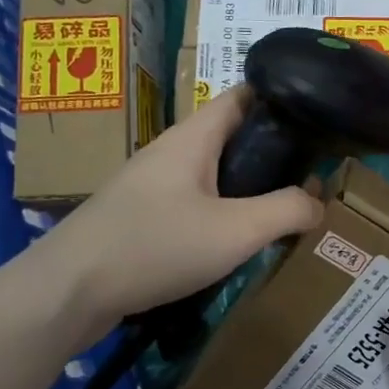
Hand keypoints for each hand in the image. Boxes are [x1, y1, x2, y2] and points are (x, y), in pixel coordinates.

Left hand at [36, 86, 321, 328]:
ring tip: (283, 207)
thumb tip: (319, 202)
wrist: (68, 291)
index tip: (318, 118)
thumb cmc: (155, 246)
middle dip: (271, 150)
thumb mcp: (236, 230)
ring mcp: (150, 185)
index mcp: (192, 138)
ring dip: (246, 185)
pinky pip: (191, 202)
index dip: (280, 99)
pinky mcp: (139, 217)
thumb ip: (286, 212)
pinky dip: (221, 211)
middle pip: (230, 137)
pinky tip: (236, 239)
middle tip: (311, 173)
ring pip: (211, 173)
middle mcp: (169, 152)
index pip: (241, 96)